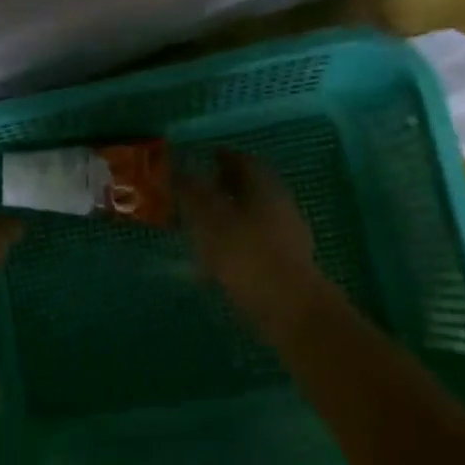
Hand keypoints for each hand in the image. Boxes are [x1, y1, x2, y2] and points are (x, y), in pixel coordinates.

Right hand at [178, 150, 350, 340]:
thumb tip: (177, 168)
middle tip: (195, 189)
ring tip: (198, 223)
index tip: (200, 157)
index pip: (242, 159)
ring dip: (227, 213)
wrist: (288, 308)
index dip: (220, 156)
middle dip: (223, 185)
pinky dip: (233, 239)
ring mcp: (286, 235)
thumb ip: (190, 191)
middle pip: (249, 186)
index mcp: (263, 185)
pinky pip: (253, 240)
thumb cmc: (245, 253)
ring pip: (252, 214)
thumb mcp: (208, 217)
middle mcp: (279, 204)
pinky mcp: (283, 263)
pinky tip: (213, 255)